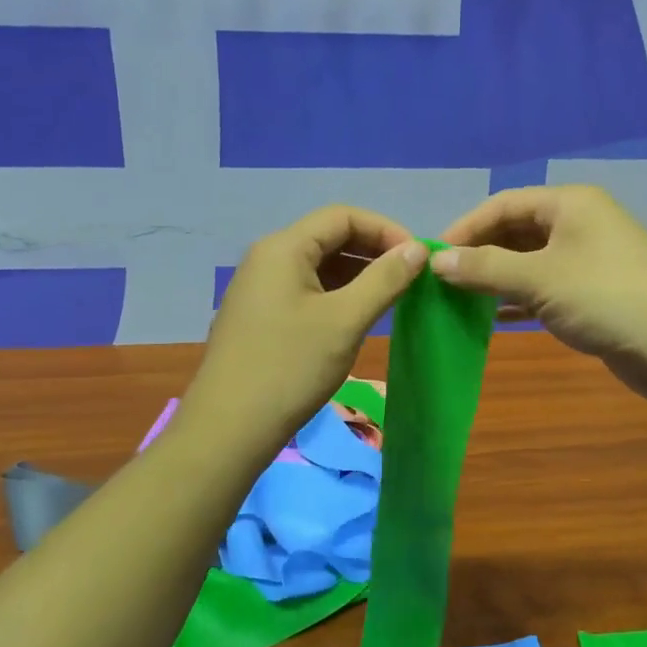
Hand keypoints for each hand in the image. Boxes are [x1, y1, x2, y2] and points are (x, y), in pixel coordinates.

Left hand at [182, 206, 428, 454]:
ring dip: (358, 274)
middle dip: (373, 251)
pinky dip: (337, 294)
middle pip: (329, 236)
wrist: (229, 429)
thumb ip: (385, 279)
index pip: (343, 216)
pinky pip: (306, 289)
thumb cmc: (291, 368)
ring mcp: (260, 288)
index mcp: (284, 248)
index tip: (418, 258)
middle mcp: (268, 258)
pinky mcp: (260, 315)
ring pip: (318, 265)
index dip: (386, 229)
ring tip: (392, 297)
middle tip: (410, 277)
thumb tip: (418, 248)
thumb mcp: (345, 320)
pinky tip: (358, 316)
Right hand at [433, 185, 646, 405]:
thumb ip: (485, 267)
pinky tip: (492, 316)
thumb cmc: (606, 297)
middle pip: (517, 230)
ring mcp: (591, 258)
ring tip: (459, 298)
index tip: (432, 257)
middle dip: (480, 253)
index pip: (503, 204)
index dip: (466, 227)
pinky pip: (547, 286)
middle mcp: (580, 223)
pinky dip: (519, 297)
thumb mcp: (539, 279)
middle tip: (443, 281)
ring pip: (531, 261)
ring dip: (497, 277)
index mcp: (570, 203)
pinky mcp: (596, 292)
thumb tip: (436, 260)